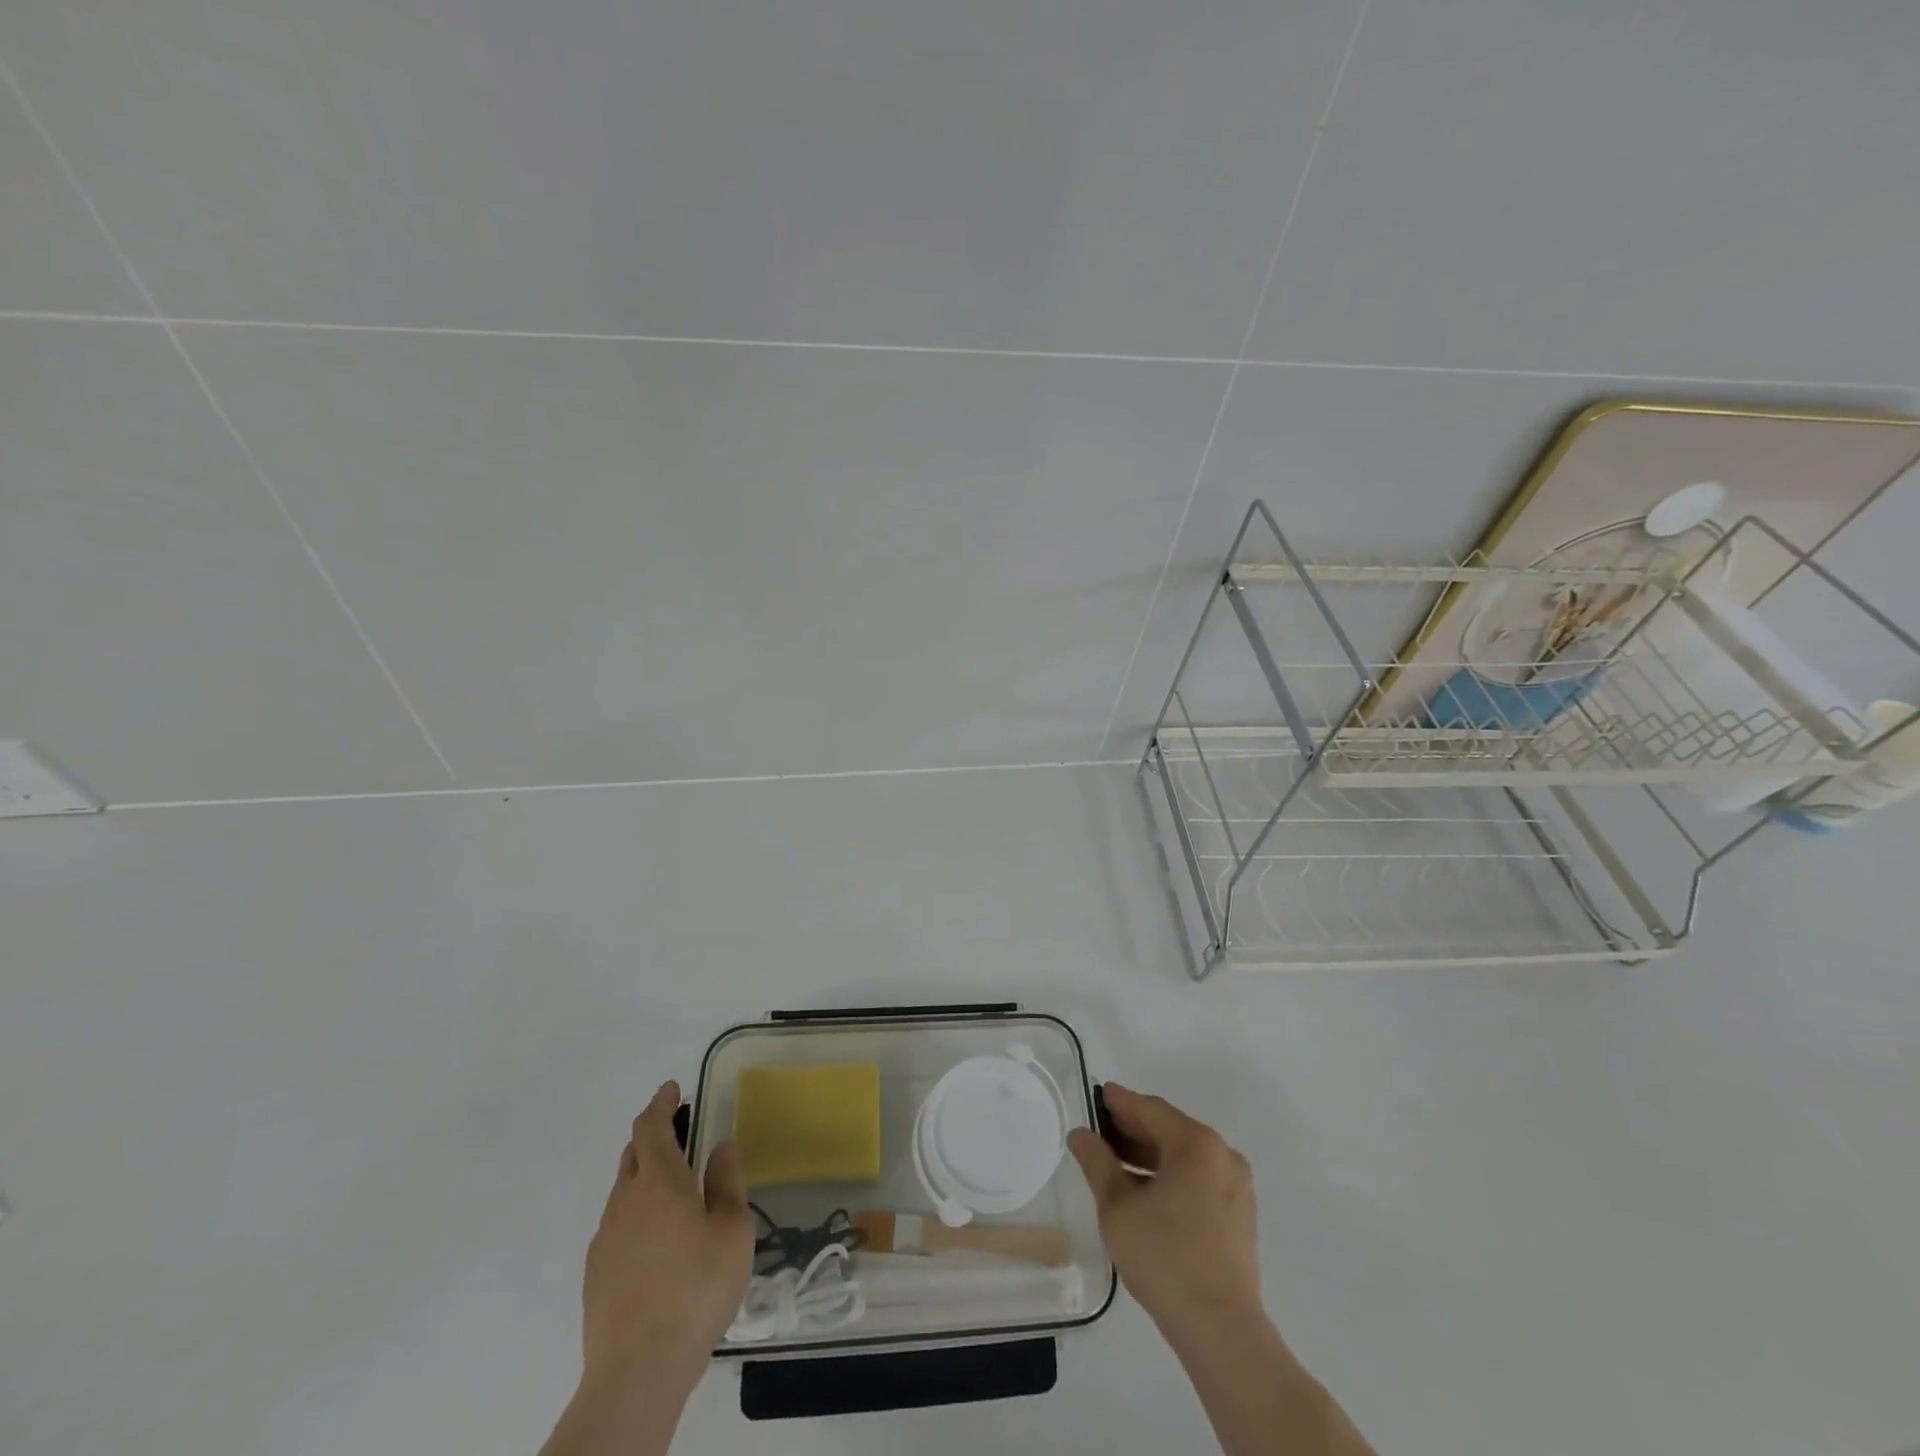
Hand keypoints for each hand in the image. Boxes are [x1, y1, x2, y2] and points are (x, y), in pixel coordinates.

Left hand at [581, 1081, 754, 1385]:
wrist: (636, 1371)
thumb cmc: (696, 1288)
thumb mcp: (733, 1230)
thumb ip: (728, 1182)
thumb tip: (721, 1147)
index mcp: (658, 1181)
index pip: (651, 1126)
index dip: (661, 1103)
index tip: (673, 1088)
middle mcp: (624, 1201)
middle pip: (633, 1155)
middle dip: (654, 1137)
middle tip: (681, 1134)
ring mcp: (604, 1240)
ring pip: (624, 1192)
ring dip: (646, 1178)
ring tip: (676, 1193)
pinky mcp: (595, 1275)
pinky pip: (618, 1226)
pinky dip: (637, 1215)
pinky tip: (659, 1243)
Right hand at [1067, 1083, 1261, 1336]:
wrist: (1221, 1330)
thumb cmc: (1165, 1258)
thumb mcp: (1118, 1207)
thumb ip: (1097, 1163)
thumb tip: (1080, 1134)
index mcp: (1196, 1143)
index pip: (1149, 1109)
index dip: (1119, 1102)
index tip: (1095, 1096)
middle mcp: (1222, 1154)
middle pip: (1169, 1130)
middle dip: (1132, 1130)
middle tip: (1099, 1132)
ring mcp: (1236, 1185)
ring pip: (1184, 1156)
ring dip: (1150, 1156)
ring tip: (1114, 1165)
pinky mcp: (1239, 1214)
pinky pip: (1198, 1178)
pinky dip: (1170, 1176)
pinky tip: (1145, 1193)